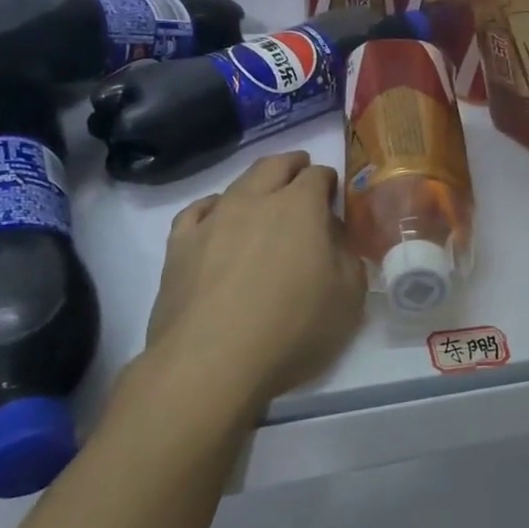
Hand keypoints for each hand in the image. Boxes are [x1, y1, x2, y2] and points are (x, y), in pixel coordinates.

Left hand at [138, 151, 366, 413]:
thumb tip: (334, 238)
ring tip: (262, 199)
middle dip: (292, 165)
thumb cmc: (291, 328)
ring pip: (236, 184)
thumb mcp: (349, 297)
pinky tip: (215, 219)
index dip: (328, 180)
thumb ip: (348, 257)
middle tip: (301, 174)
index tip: (333, 193)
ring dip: (255, 185)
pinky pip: (196, 212)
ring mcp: (213, 220)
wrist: (211, 362)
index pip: (318, 176)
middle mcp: (255, 200)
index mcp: (300, 207)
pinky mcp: (179, 245)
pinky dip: (212, 208)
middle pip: (274, 165)